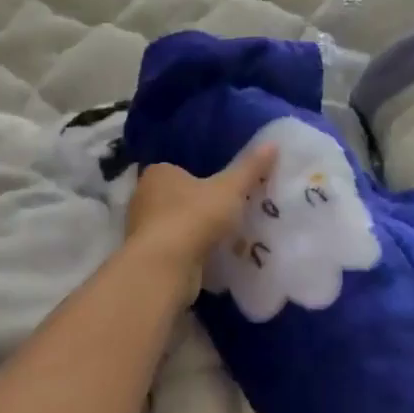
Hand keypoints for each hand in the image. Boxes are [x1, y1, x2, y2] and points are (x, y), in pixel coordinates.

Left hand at [126, 145, 277, 291]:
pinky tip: (213, 258)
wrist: (165, 269)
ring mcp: (142, 230)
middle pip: (177, 198)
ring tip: (226, 237)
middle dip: (200, 206)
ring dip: (196, 231)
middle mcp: (143, 198)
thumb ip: (250, 168)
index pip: (179, 169)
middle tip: (230, 212)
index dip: (201, 177)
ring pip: (176, 225)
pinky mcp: (148, 257)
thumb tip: (272, 143)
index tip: (224, 188)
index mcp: (158, 174)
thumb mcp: (230, 189)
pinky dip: (191, 252)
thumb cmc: (194, 217)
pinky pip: (175, 249)